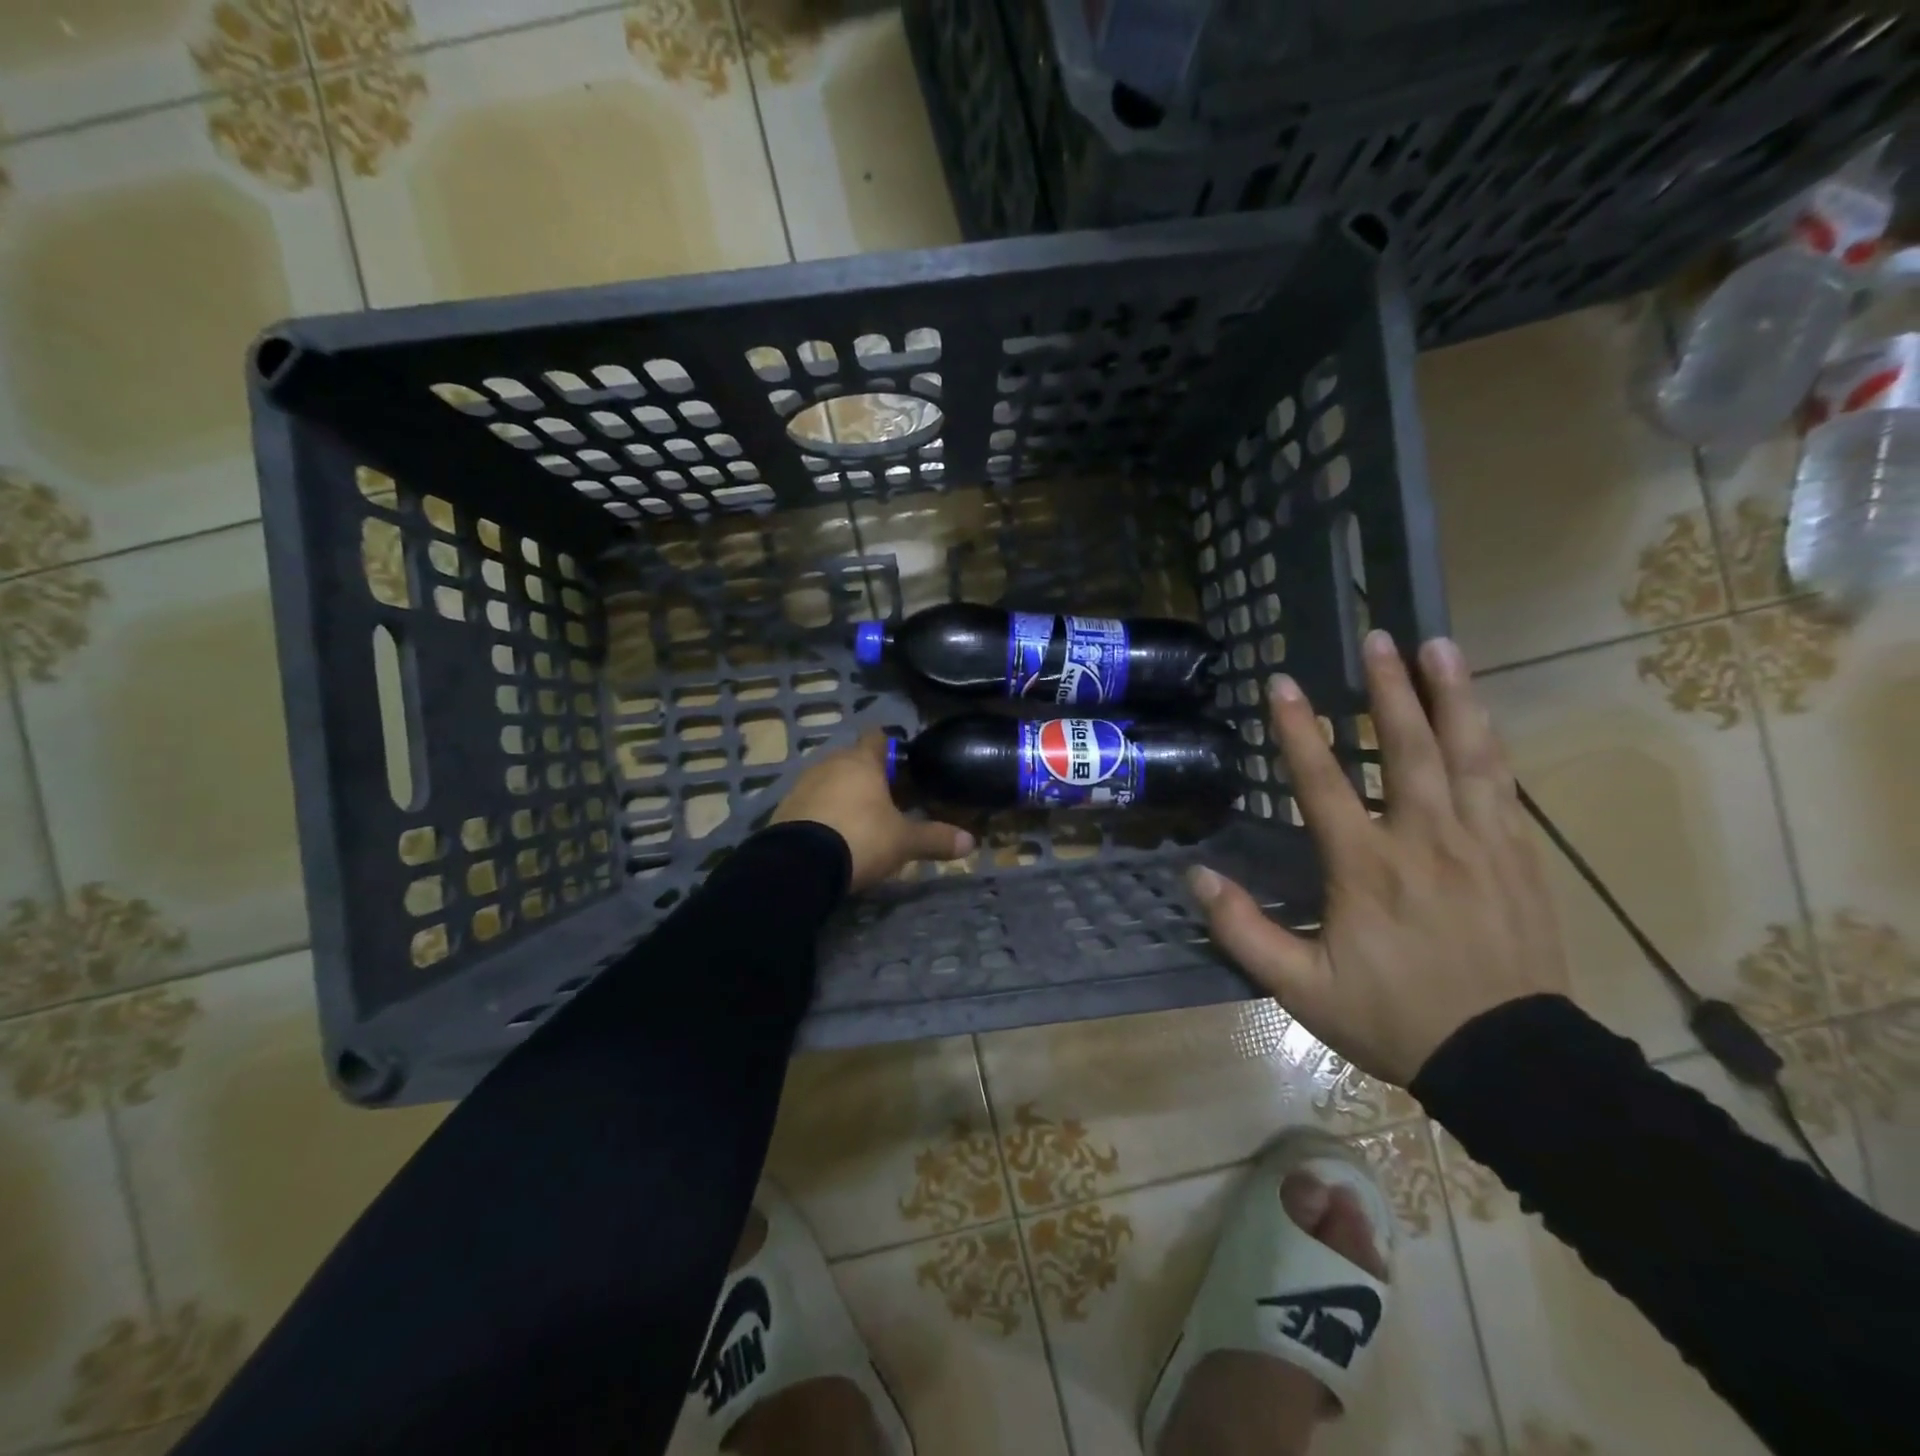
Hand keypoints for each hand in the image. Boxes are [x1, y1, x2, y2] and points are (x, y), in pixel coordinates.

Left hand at [771, 731, 974, 891]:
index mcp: (862, 762)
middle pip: (852, 759)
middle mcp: (830, 764)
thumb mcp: (904, 842)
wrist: (799, 865)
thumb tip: (971, 842)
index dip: (890, 747)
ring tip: (860, 818)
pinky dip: (822, 811)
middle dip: (867, 774)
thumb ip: (935, 838)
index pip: (877, 737)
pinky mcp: (784, 808)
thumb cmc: (860, 838)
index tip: (901, 763)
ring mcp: (803, 784)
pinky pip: (811, 802)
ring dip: (842, 793)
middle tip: (887, 798)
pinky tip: (832, 833)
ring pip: (829, 779)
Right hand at [1188, 631, 1570, 1087]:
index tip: (1282, 683)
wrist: (1509, 1060)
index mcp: (1367, 868)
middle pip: (1407, 748)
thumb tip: (1197, 877)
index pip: (1324, 783)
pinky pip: (1503, 782)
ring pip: (1467, 753)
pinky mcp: (1518, 855)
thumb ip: (1244, 931)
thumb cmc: (1395, 1018)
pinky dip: (1488, 739)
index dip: (1298, 730)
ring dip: (1452, 695)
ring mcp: (1481, 843)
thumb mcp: (1301, 989)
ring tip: (1440, 646)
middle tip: (1379, 637)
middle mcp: (1424, 840)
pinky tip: (1480, 713)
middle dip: (1390, 687)